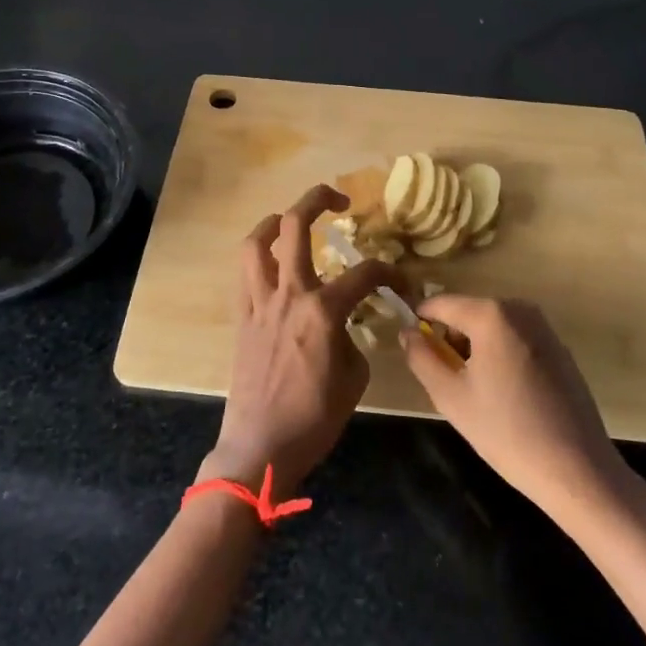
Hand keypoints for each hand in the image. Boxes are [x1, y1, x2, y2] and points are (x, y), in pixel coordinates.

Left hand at [202, 184, 397, 493]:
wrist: (261, 445)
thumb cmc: (315, 418)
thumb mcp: (355, 378)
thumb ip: (353, 339)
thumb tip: (345, 326)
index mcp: (323, 310)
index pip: (366, 273)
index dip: (391, 272)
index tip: (403, 283)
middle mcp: (289, 294)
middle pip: (295, 226)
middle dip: (317, 199)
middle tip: (338, 199)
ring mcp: (260, 303)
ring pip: (257, 242)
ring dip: (274, 222)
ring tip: (289, 220)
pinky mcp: (242, 317)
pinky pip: (245, 275)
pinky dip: (258, 259)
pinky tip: (272, 265)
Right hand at [402, 295, 624, 519]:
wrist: (577, 470)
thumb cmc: (506, 431)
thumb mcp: (450, 397)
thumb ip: (421, 358)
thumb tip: (408, 332)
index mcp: (491, 314)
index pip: (440, 303)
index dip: (420, 323)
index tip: (414, 351)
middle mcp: (519, 309)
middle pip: (467, 313)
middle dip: (451, 339)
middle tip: (450, 382)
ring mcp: (544, 327)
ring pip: (492, 327)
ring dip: (476, 349)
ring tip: (479, 393)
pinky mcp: (560, 348)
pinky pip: (515, 339)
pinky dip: (501, 356)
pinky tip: (508, 396)